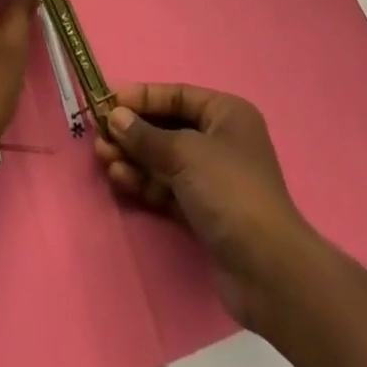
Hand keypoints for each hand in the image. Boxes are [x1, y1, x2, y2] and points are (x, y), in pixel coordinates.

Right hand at [96, 82, 319, 329]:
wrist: (267, 270)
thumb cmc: (229, 191)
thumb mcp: (185, 154)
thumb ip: (146, 136)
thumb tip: (115, 117)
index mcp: (227, 114)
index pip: (178, 95)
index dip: (143, 97)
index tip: (109, 100)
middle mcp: (222, 141)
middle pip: (169, 128)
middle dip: (134, 130)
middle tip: (100, 133)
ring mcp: (213, 179)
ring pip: (165, 159)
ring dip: (135, 157)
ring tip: (102, 156)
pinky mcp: (204, 212)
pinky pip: (168, 188)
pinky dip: (145, 182)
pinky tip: (119, 177)